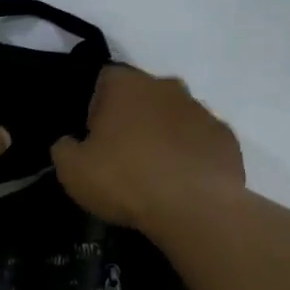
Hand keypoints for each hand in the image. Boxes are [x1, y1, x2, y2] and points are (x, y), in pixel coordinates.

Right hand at [51, 66, 244, 232]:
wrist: (195, 209)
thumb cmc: (125, 180)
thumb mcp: (72, 170)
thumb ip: (64, 149)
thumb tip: (69, 143)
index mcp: (126, 86)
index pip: (104, 80)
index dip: (95, 106)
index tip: (93, 137)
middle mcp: (166, 87)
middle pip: (142, 96)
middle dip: (132, 118)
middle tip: (122, 155)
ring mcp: (202, 110)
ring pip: (174, 116)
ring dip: (163, 135)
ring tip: (154, 173)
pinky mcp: (226, 138)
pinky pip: (200, 141)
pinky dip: (190, 155)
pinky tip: (182, 182)